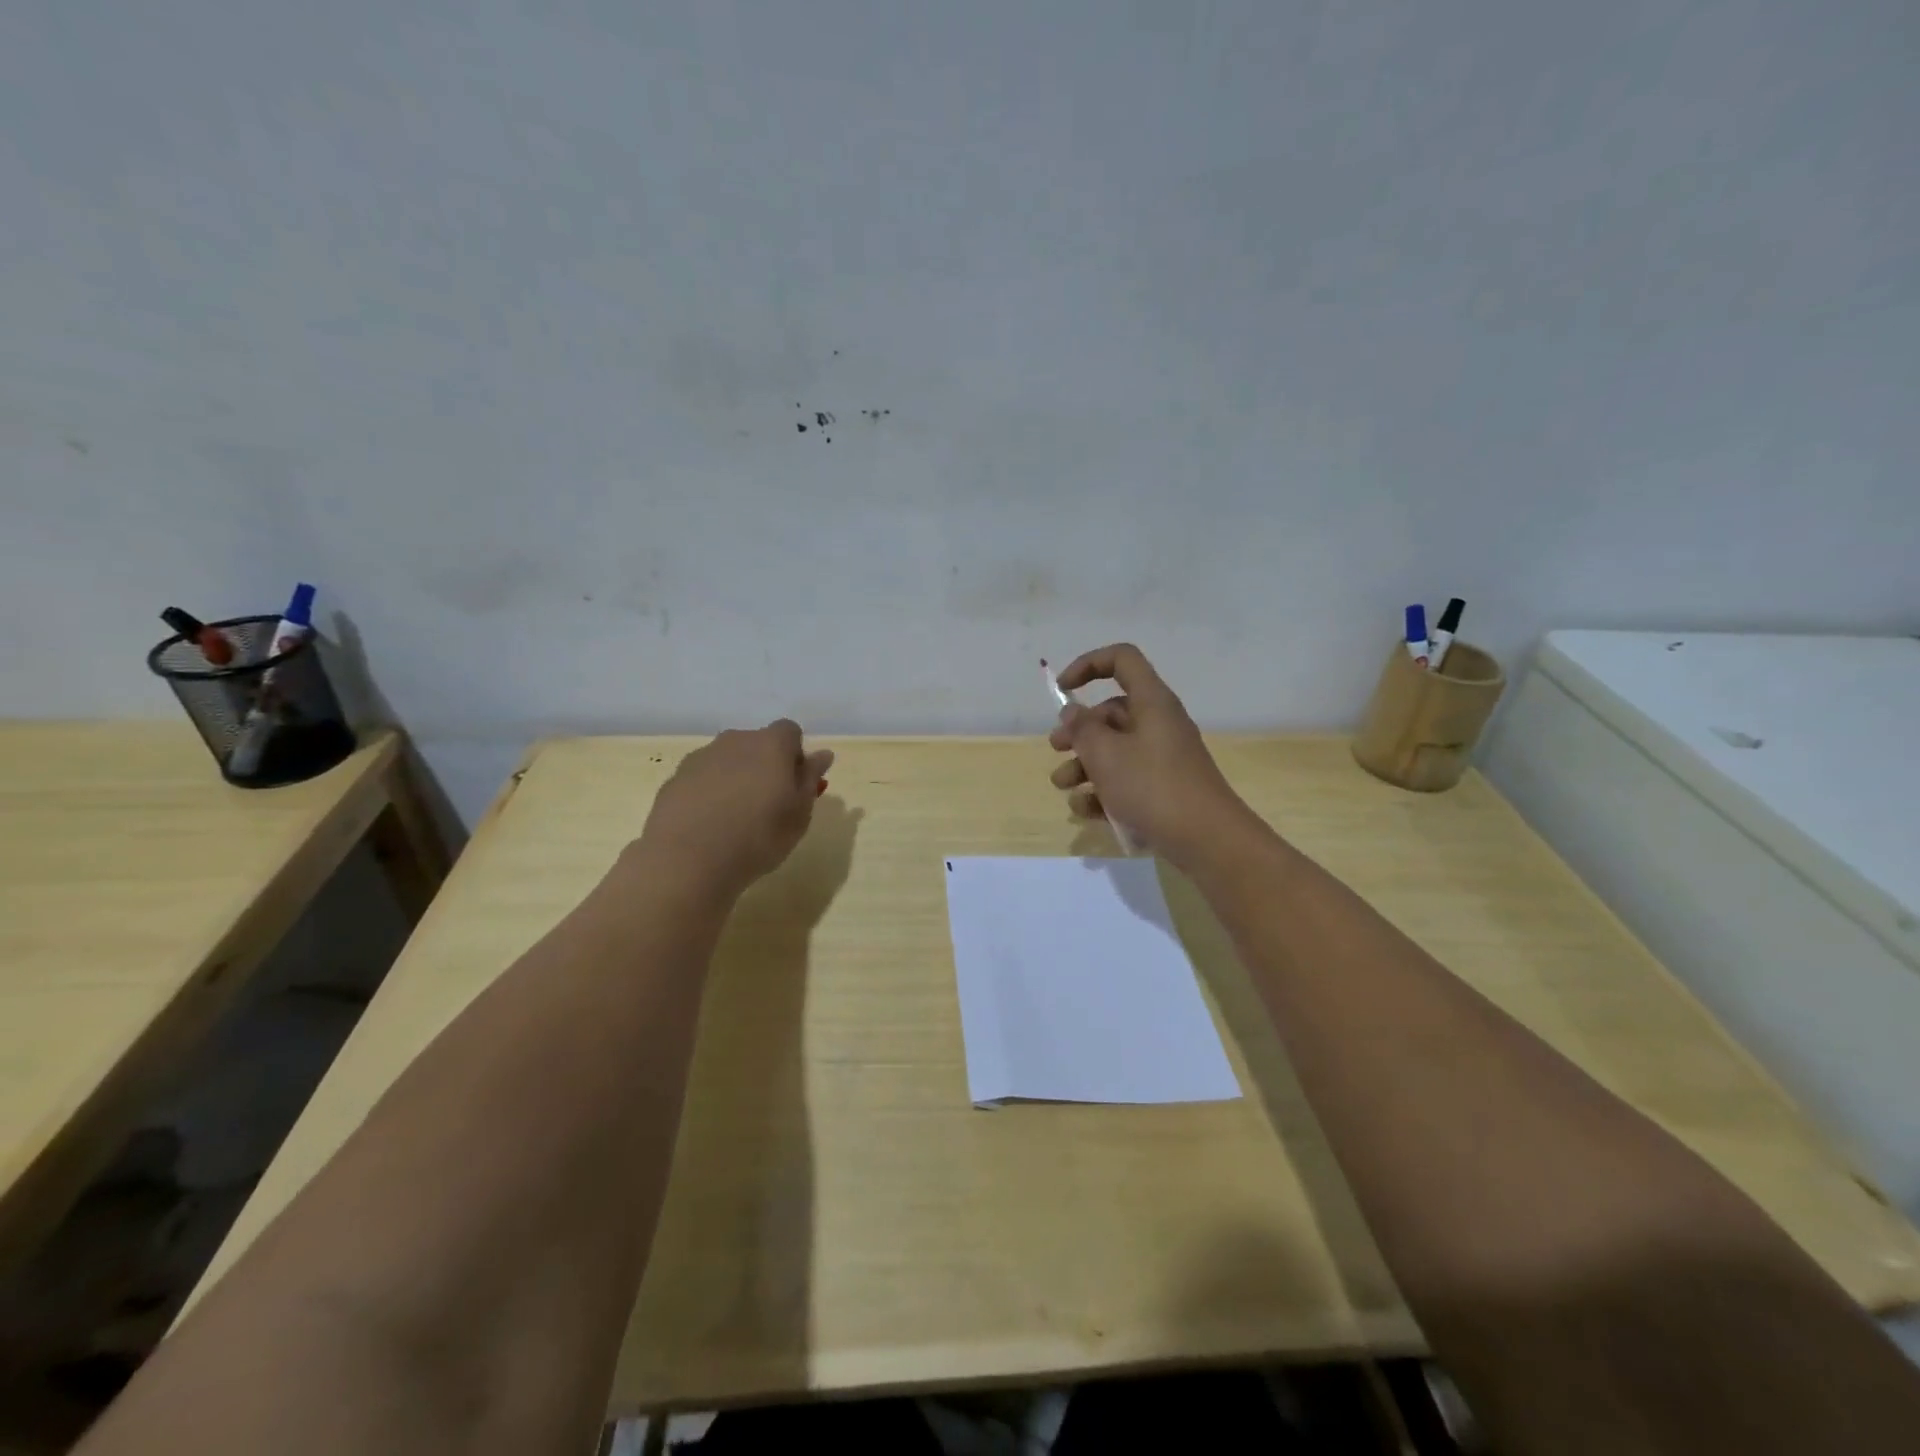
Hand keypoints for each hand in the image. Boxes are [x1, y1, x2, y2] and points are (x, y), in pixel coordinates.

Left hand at [638, 720, 833, 895]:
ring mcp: (701, 757)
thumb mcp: (799, 814)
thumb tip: (821, 755)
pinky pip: (703, 777)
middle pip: (757, 743)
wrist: (687, 860)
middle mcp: (735, 740)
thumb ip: (810, 779)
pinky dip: (710, 792)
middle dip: (765, 765)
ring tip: (735, 818)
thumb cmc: (758, 837)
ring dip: (736, 778)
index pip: (790, 731)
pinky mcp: (675, 778)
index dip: (795, 755)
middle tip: (769, 804)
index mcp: (771, 744)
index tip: (794, 785)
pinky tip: (709, 824)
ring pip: (728, 760)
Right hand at [1048, 644, 1252, 867]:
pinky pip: (1126, 779)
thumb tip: (1073, 712)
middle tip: (1056, 748)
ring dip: (1084, 764)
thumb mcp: (1106, 754)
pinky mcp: (1163, 788)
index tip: (1063, 689)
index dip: (1088, 665)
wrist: (1207, 839)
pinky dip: (1103, 790)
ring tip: (1063, 786)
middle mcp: (1158, 723)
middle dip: (1078, 729)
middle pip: (1112, 712)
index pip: (1122, 660)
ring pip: (1115, 749)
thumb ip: (1082, 729)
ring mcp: (1162, 758)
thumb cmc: (1152, 786)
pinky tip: (1085, 810)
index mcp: (1151, 702)